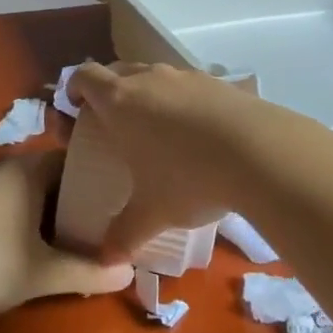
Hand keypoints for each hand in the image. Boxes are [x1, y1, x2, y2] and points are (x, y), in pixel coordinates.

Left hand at [0, 152, 133, 318]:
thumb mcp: (43, 273)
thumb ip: (87, 272)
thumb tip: (128, 273)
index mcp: (28, 171)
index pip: (70, 158)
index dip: (93, 175)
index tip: (112, 195)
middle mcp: (3, 168)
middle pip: (45, 173)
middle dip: (67, 194)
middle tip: (92, 219)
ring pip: (19, 187)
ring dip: (38, 206)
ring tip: (59, 232)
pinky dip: (12, 214)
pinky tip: (15, 241)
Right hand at [65, 62, 304, 260]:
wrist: (257, 149)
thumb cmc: (188, 176)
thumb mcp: (152, 211)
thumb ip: (124, 233)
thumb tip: (105, 260)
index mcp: (120, 101)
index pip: (84, 76)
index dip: (75, 89)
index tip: (76, 110)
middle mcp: (147, 78)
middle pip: (116, 72)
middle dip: (109, 93)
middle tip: (113, 126)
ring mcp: (184, 76)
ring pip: (153, 75)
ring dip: (147, 95)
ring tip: (156, 131)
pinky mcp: (215, 81)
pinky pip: (186, 85)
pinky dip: (181, 101)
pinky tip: (196, 133)